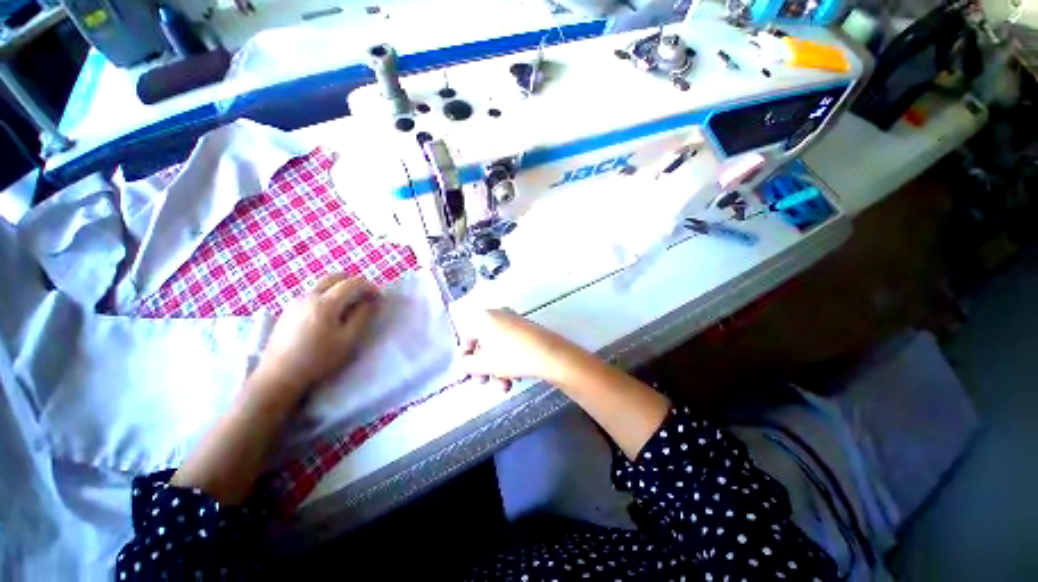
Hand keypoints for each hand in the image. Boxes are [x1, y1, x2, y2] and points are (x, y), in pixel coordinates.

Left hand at [252, 274, 379, 398]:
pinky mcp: (287, 311)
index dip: (368, 286)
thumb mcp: (348, 339)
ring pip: (322, 285)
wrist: (279, 376)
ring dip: (340, 288)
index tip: (379, 297)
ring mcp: (295, 302)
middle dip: (353, 282)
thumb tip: (372, 301)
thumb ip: (362, 317)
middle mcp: (308, 296)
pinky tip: (330, 313)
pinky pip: (312, 294)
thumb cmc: (318, 359)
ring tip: (350, 305)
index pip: (351, 283)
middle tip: (366, 295)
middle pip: (334, 277)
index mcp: (325, 303)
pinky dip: (327, 295)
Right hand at [459, 309, 574, 389]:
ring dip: (497, 367)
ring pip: (498, 346)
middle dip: (483, 366)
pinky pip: (511, 344)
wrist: (549, 354)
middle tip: (485, 382)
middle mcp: (498, 314)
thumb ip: (466, 364)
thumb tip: (463, 364)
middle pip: (483, 343)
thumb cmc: (512, 357)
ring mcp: (514, 320)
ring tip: (505, 385)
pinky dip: (509, 359)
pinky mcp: (527, 328)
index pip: (466, 338)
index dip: (465, 359)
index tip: (469, 375)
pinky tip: (515, 376)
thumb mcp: (484, 364)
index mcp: (484, 317)